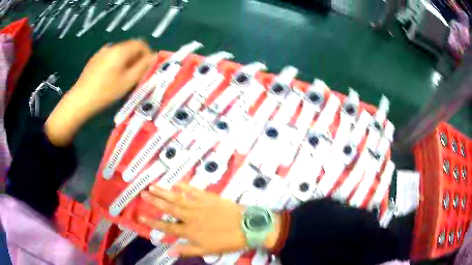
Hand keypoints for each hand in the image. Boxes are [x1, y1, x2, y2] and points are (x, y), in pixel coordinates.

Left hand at [45, 40, 154, 145]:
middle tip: (136, 75)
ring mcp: (101, 52)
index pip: (141, 43)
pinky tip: (111, 77)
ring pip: (120, 52)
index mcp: (121, 50)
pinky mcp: (95, 59)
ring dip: (126, 61)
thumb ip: (143, 67)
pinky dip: (116, 63)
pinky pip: (110, 56)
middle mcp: (112, 46)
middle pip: (130, 47)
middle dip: (136, 58)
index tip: (148, 68)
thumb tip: (154, 56)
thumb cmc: (106, 92)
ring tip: (123, 77)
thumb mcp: (128, 81)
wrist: (80, 100)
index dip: (147, 53)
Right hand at [138, 183, 280, 256]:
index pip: (167, 227)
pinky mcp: (209, 198)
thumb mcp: (207, 251)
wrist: (247, 227)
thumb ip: (187, 250)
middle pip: (169, 208)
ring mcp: (199, 205)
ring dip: (164, 192)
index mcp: (189, 231)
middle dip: (155, 201)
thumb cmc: (227, 241)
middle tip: (143, 194)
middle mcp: (190, 217)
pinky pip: (194, 190)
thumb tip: (169, 251)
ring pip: (177, 198)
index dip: (153, 222)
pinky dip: (184, 186)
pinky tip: (175, 182)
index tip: (140, 217)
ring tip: (152, 186)